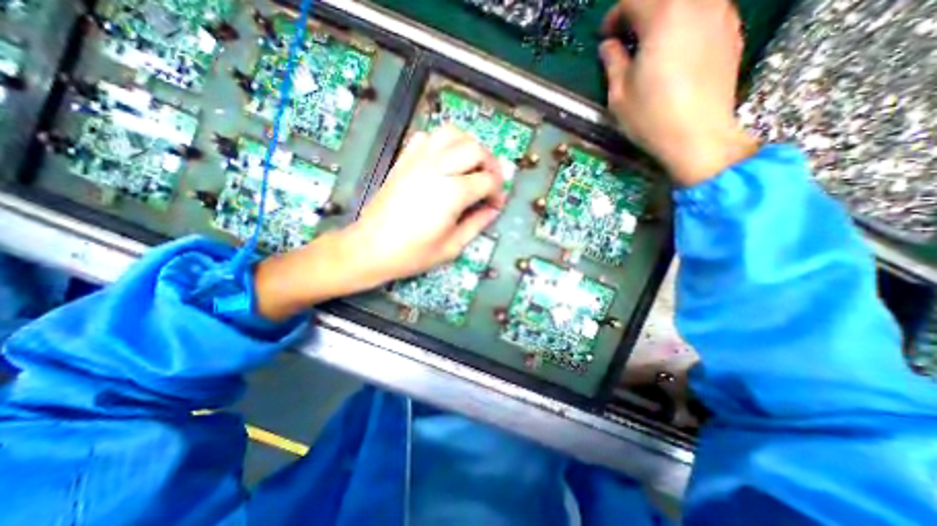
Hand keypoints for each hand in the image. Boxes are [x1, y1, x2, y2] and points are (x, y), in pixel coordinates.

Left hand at [352, 123, 505, 279]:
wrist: (371, 248)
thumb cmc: (413, 253)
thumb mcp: (452, 247)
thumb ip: (477, 224)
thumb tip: (493, 209)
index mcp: (452, 193)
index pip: (488, 180)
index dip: (498, 192)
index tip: (495, 204)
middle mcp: (437, 168)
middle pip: (475, 149)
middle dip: (490, 164)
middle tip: (489, 183)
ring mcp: (418, 160)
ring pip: (452, 134)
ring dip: (468, 146)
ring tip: (470, 166)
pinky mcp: (404, 160)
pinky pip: (427, 137)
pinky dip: (442, 143)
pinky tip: (444, 161)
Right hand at [599, 0, 759, 187]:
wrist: (698, 137)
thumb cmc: (652, 118)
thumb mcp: (620, 94)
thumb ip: (613, 62)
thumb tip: (609, 47)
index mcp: (664, 17)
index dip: (614, 16)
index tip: (606, 37)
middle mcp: (698, 5)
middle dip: (639, 14)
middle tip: (626, 39)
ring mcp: (721, 16)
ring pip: (686, 4)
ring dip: (663, 18)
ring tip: (650, 48)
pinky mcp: (732, 33)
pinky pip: (704, 15)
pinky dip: (684, 25)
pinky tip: (674, 54)